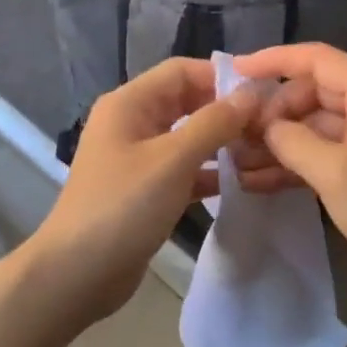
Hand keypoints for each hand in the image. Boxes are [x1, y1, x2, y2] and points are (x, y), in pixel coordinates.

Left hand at [29, 58, 257, 320]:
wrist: (77, 274)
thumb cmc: (123, 206)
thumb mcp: (173, 160)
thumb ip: (214, 123)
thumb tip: (252, 94)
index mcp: (130, 103)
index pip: (182, 71)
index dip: (222, 77)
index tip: (264, 93)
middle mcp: (133, 122)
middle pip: (187, 102)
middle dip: (226, 111)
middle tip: (270, 125)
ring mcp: (139, 157)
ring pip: (189, 137)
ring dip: (222, 142)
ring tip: (263, 152)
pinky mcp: (147, 190)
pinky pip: (185, 169)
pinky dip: (210, 172)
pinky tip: (242, 182)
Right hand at [234, 43, 346, 313]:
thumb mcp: (335, 174)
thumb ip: (293, 141)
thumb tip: (265, 126)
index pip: (317, 60)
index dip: (274, 60)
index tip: (234, 71)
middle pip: (312, 92)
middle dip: (273, 112)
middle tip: (236, 136)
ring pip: (313, 125)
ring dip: (278, 142)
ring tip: (237, 161)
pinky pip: (322, 153)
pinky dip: (294, 164)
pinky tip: (257, 181)